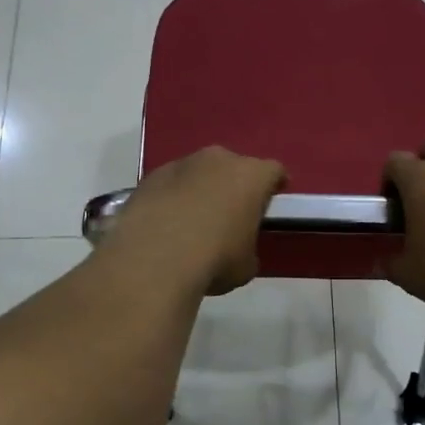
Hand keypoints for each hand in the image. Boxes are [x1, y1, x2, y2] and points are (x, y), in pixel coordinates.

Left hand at [106, 147, 285, 296]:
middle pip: (233, 166)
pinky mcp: (150, 176)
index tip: (271, 199)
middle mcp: (219, 159)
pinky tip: (166, 223)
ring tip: (193, 219)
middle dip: (234, 184)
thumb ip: (248, 249)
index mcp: (252, 176)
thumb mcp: (246, 265)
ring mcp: (181, 164)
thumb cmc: (215, 259)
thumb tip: (238, 250)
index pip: (273, 172)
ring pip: (198, 172)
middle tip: (231, 211)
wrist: (155, 258)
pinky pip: (170, 184)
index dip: (273, 185)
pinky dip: (172, 197)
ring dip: (200, 188)